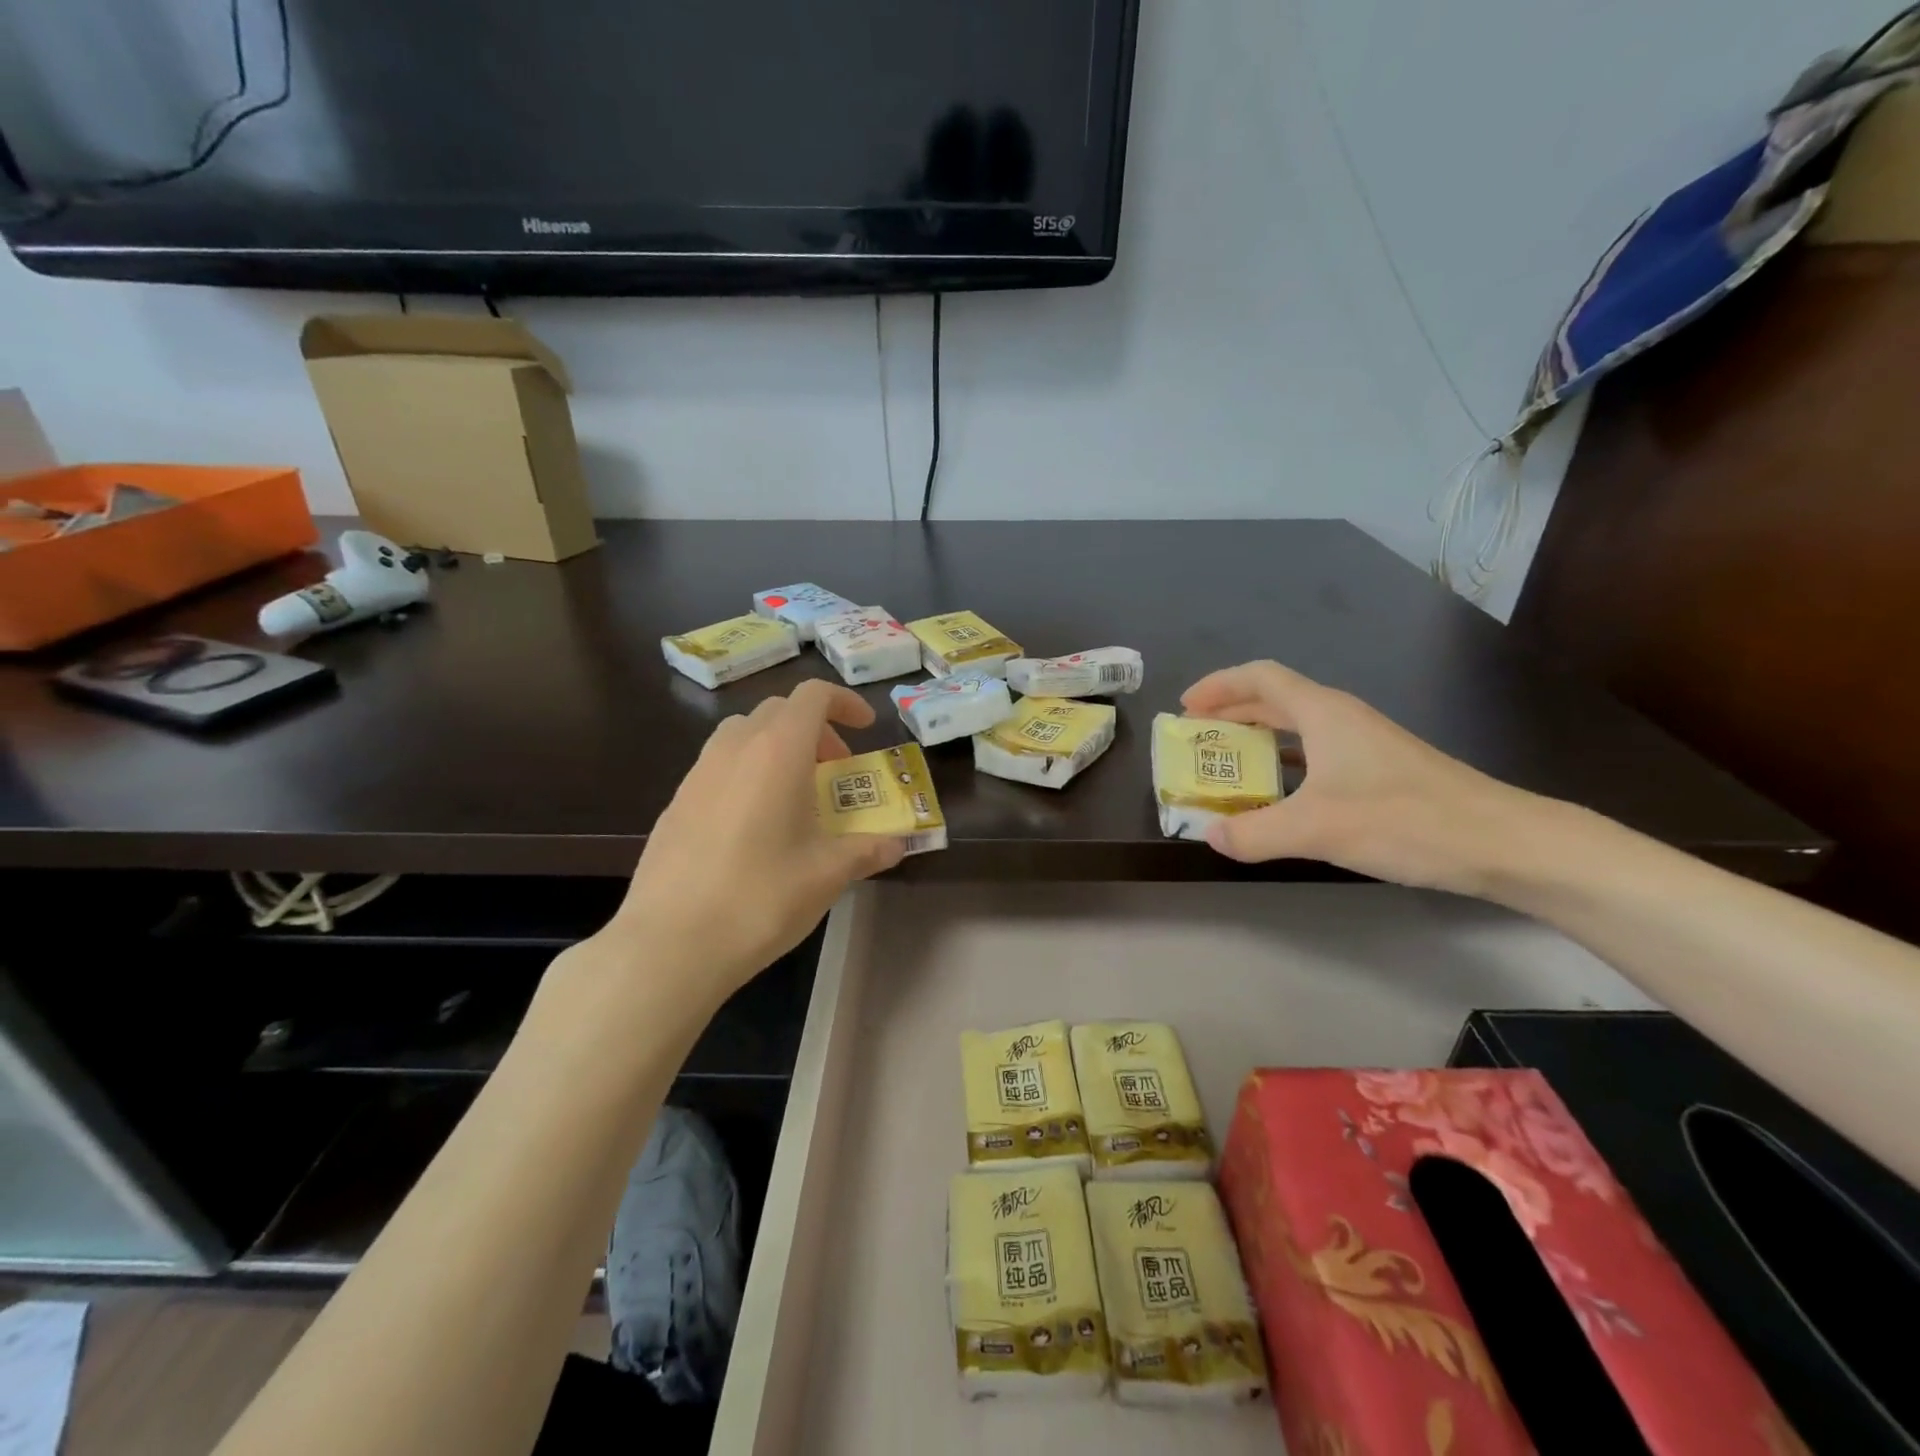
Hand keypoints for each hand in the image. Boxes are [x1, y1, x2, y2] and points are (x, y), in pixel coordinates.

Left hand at [601, 681, 906, 1003]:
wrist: (671, 943)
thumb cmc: (761, 898)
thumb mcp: (827, 874)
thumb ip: (866, 850)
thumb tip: (896, 845)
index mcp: (777, 751)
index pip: (813, 695)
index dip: (845, 703)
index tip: (867, 729)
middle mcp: (734, 748)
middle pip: (779, 710)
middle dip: (815, 729)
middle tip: (835, 769)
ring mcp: (698, 773)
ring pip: (744, 734)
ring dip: (777, 747)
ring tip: (795, 793)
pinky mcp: (676, 802)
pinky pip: (719, 765)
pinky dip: (748, 772)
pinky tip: (755, 825)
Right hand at [1180, 661, 1538, 894]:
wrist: (1501, 842)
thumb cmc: (1404, 820)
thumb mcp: (1316, 828)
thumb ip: (1254, 833)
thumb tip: (1211, 835)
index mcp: (1323, 713)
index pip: (1260, 678)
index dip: (1218, 686)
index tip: (1186, 708)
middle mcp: (1341, 718)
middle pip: (1274, 700)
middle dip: (1230, 713)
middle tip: (1197, 738)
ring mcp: (1364, 743)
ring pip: (1296, 727)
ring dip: (1257, 739)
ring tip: (1227, 765)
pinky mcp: (1379, 769)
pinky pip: (1315, 753)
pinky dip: (1284, 763)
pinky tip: (1279, 794)